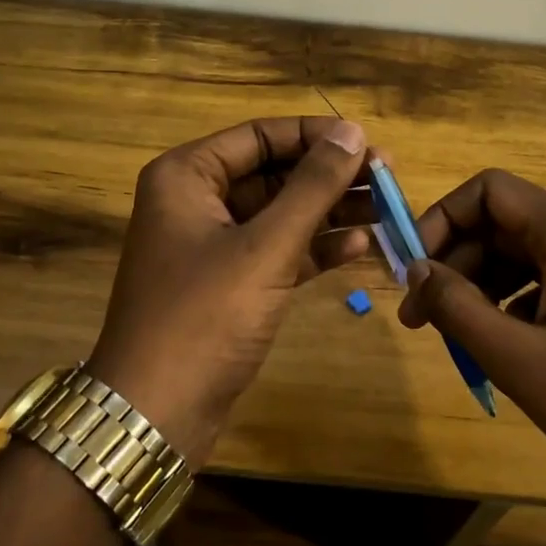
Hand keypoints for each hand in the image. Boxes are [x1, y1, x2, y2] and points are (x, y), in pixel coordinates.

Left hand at [87, 117, 371, 465]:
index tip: (368, 143)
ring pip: (280, 213)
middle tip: (388, 178)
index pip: (260, 136)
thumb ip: (312, 187)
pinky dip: (314, 247)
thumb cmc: (204, 316)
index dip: (316, 136)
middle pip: (273, 173)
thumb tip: (352, 133)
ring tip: (386, 209)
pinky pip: (278, 251)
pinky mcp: (230, 284)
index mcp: (187, 176)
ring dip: (330, 211)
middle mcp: (196, 201)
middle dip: (329, 176)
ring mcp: (213, 245)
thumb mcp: (265, 247)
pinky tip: (360, 245)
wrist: (156, 412)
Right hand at [396, 169, 545, 500]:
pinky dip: (521, 298)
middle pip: (507, 222)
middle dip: (458, 263)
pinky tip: (508, 343)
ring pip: (530, 251)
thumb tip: (416, 271)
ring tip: (460, 336)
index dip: (441, 220)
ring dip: (485, 284)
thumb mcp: (518, 360)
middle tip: (422, 318)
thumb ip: (456, 307)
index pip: (489, 191)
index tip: (414, 271)